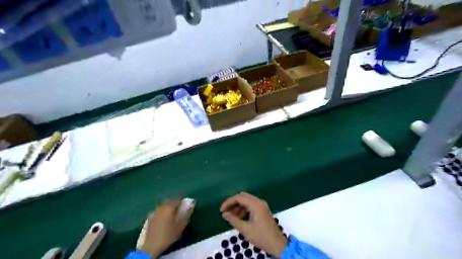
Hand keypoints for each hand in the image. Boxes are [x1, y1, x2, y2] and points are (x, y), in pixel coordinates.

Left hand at [140, 199, 192, 257]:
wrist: (152, 245)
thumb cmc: (168, 235)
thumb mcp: (181, 227)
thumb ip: (187, 215)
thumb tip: (191, 207)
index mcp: (170, 208)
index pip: (178, 199)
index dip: (182, 200)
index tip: (185, 204)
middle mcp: (162, 207)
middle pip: (169, 200)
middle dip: (174, 202)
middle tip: (179, 208)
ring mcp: (155, 211)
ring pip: (163, 204)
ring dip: (167, 206)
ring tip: (171, 212)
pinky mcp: (150, 217)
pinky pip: (157, 210)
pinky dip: (161, 211)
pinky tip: (162, 217)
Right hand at [219, 192, 285, 256]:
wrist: (278, 244)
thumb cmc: (261, 237)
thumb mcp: (246, 230)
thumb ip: (234, 220)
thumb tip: (224, 214)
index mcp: (255, 205)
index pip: (239, 198)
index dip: (228, 202)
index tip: (221, 210)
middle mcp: (259, 202)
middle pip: (242, 197)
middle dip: (233, 203)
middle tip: (225, 212)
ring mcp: (261, 205)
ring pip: (246, 200)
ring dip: (238, 206)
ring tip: (231, 216)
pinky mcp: (262, 210)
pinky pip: (250, 205)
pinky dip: (243, 209)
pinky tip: (239, 218)